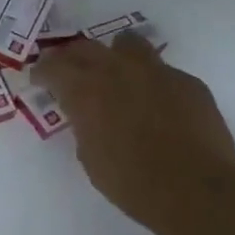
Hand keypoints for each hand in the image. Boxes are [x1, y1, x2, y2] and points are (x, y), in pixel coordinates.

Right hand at [34, 34, 234, 234]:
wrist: (194, 189)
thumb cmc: (131, 182)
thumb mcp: (90, 156)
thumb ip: (85, 125)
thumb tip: (89, 115)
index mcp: (86, 90)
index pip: (54, 66)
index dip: (43, 71)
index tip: (40, 79)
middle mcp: (118, 70)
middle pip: (87, 48)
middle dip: (73, 58)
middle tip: (69, 71)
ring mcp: (157, 71)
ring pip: (128, 44)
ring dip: (115, 55)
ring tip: (115, 72)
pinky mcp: (188, 82)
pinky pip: (162, 71)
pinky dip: (151, 81)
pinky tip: (156, 103)